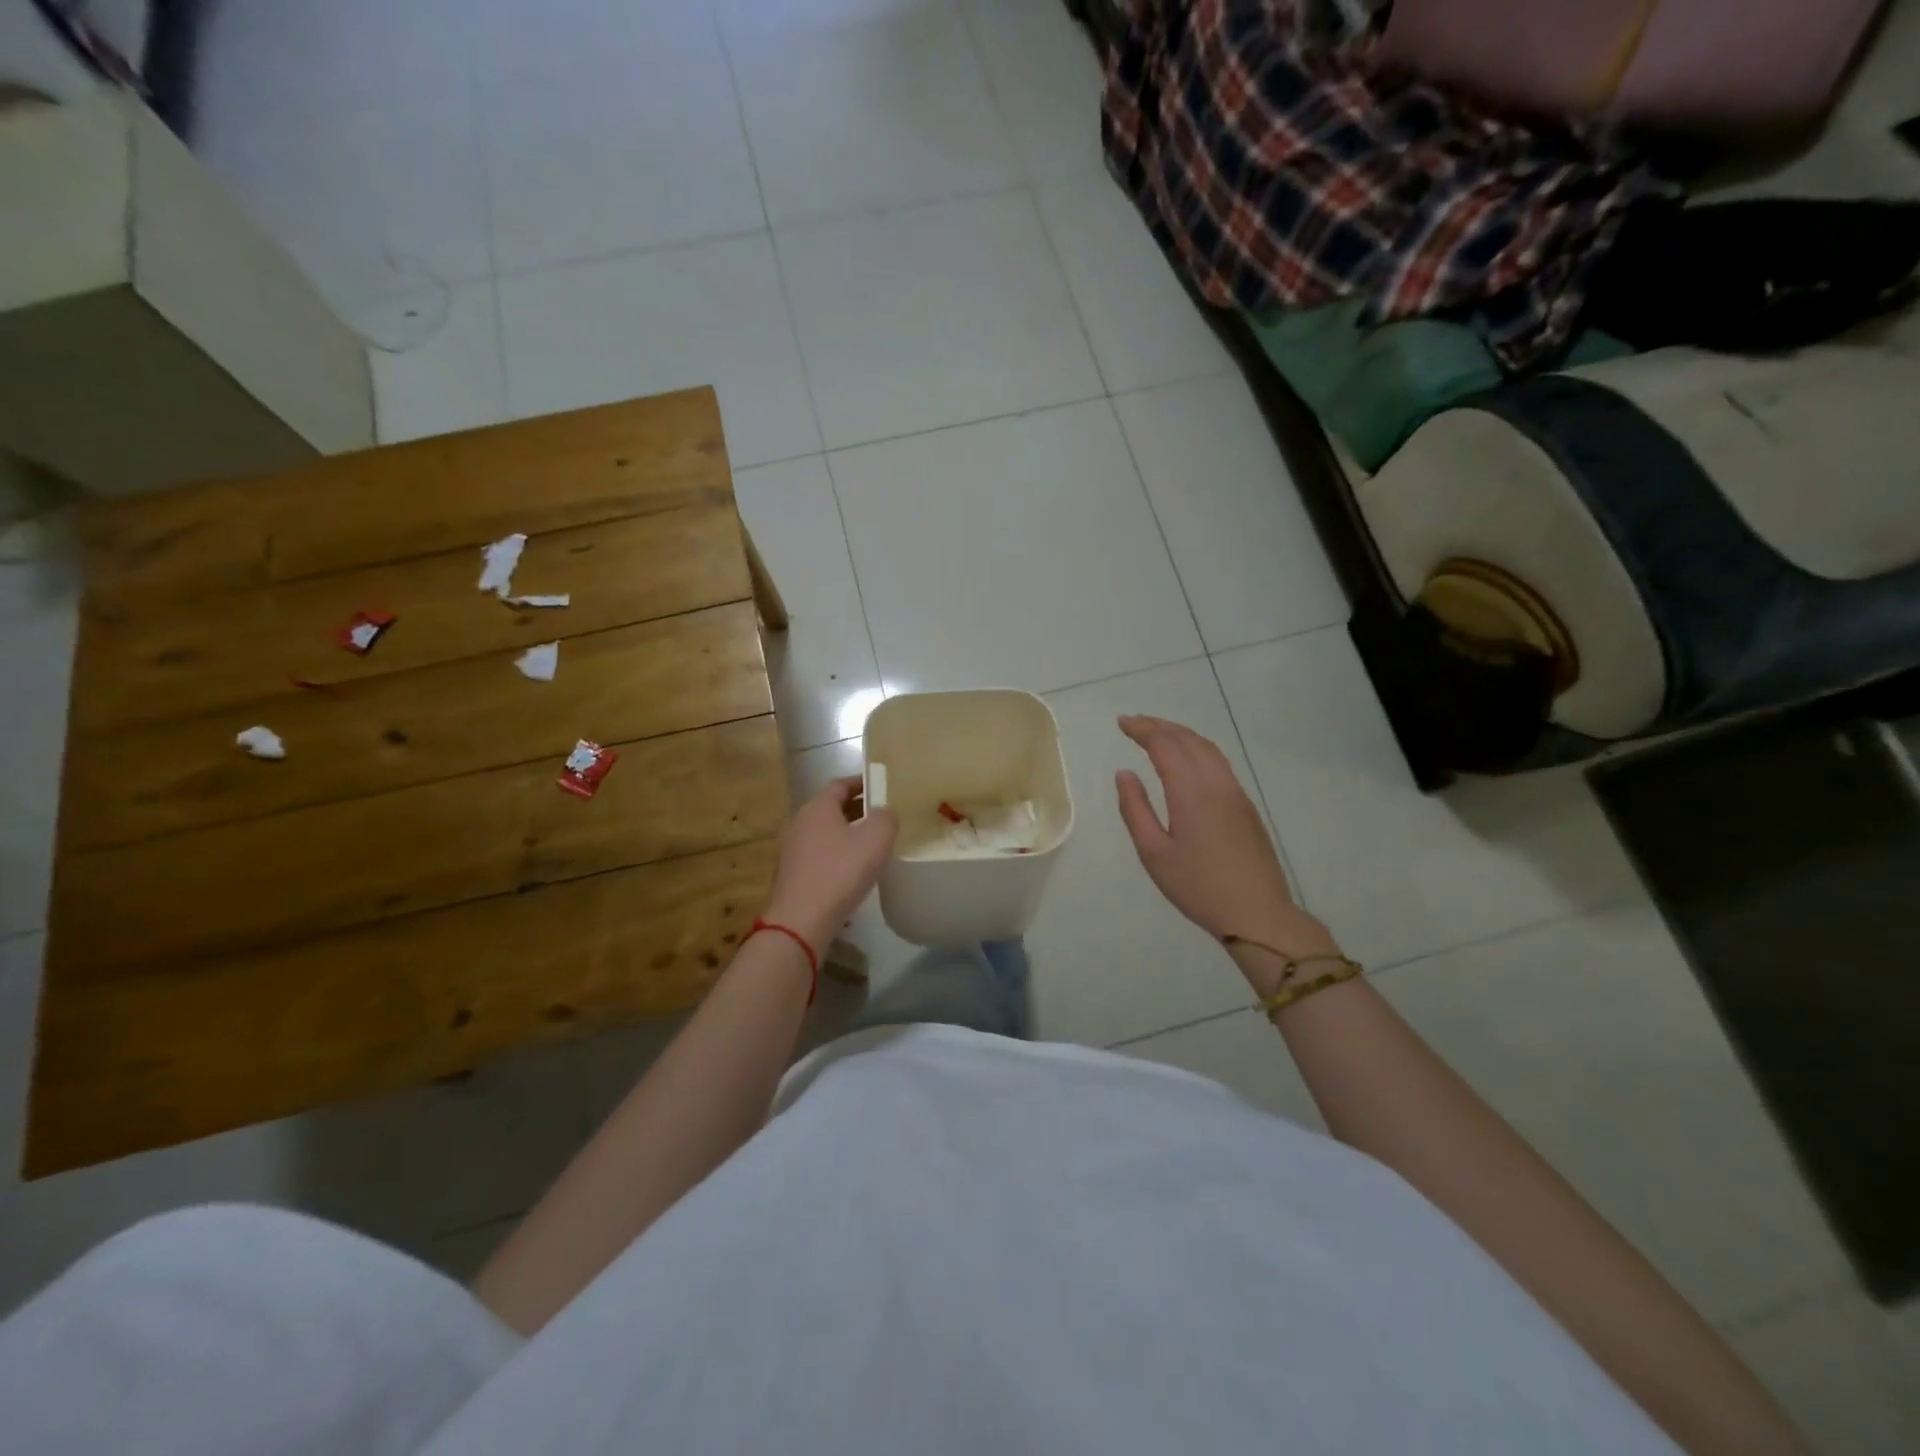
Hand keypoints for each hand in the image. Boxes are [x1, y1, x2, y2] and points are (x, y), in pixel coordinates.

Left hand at [763, 777, 897, 949]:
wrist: (801, 921)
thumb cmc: (840, 873)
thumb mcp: (876, 840)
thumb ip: (885, 818)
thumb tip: (884, 812)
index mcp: (818, 807)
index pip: (840, 784)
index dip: (862, 783)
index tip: (881, 787)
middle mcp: (800, 822)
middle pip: (831, 807)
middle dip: (856, 808)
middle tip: (882, 815)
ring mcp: (792, 850)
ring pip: (825, 832)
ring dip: (846, 833)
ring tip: (871, 843)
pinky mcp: (792, 874)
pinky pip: (819, 854)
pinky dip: (836, 854)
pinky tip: (852, 870)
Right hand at [1115, 715, 1336, 957]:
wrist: (1257, 913)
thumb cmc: (1198, 887)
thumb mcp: (1154, 853)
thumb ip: (1135, 809)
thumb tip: (1125, 774)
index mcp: (1191, 792)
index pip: (1164, 745)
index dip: (1142, 729)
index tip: (1122, 723)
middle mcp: (1216, 783)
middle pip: (1188, 739)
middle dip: (1159, 726)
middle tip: (1134, 723)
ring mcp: (1236, 792)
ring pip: (1208, 748)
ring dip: (1180, 734)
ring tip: (1158, 734)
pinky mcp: (1246, 805)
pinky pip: (1219, 762)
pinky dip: (1197, 748)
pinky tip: (1187, 759)